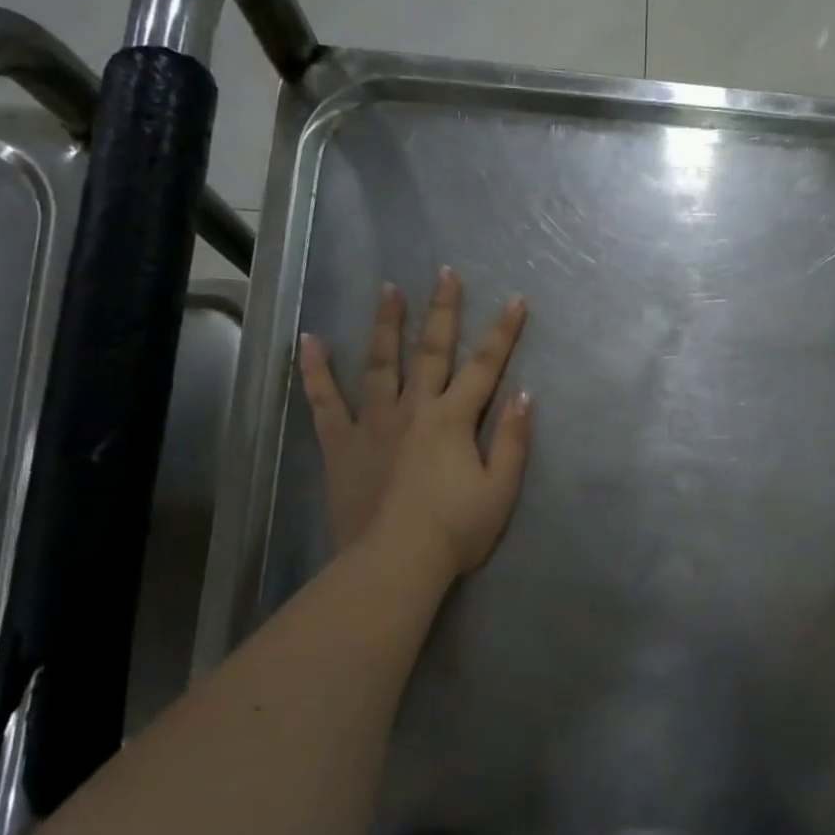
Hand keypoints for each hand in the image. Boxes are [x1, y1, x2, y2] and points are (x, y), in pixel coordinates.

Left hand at [298, 267, 530, 577]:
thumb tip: (524, 394)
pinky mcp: (341, 443)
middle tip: (444, 273)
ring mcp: (373, 422)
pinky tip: (310, 341)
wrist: (394, 562)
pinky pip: (325, 401)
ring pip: (380, 363)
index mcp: (453, 419)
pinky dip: (315, 371)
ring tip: (388, 290)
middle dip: (442, 310)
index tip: (515, 300)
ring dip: (386, 324)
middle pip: (432, 351)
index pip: (485, 366)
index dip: (503, 332)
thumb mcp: (500, 490)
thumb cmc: (455, 530)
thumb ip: (513, 441)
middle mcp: (414, 408)